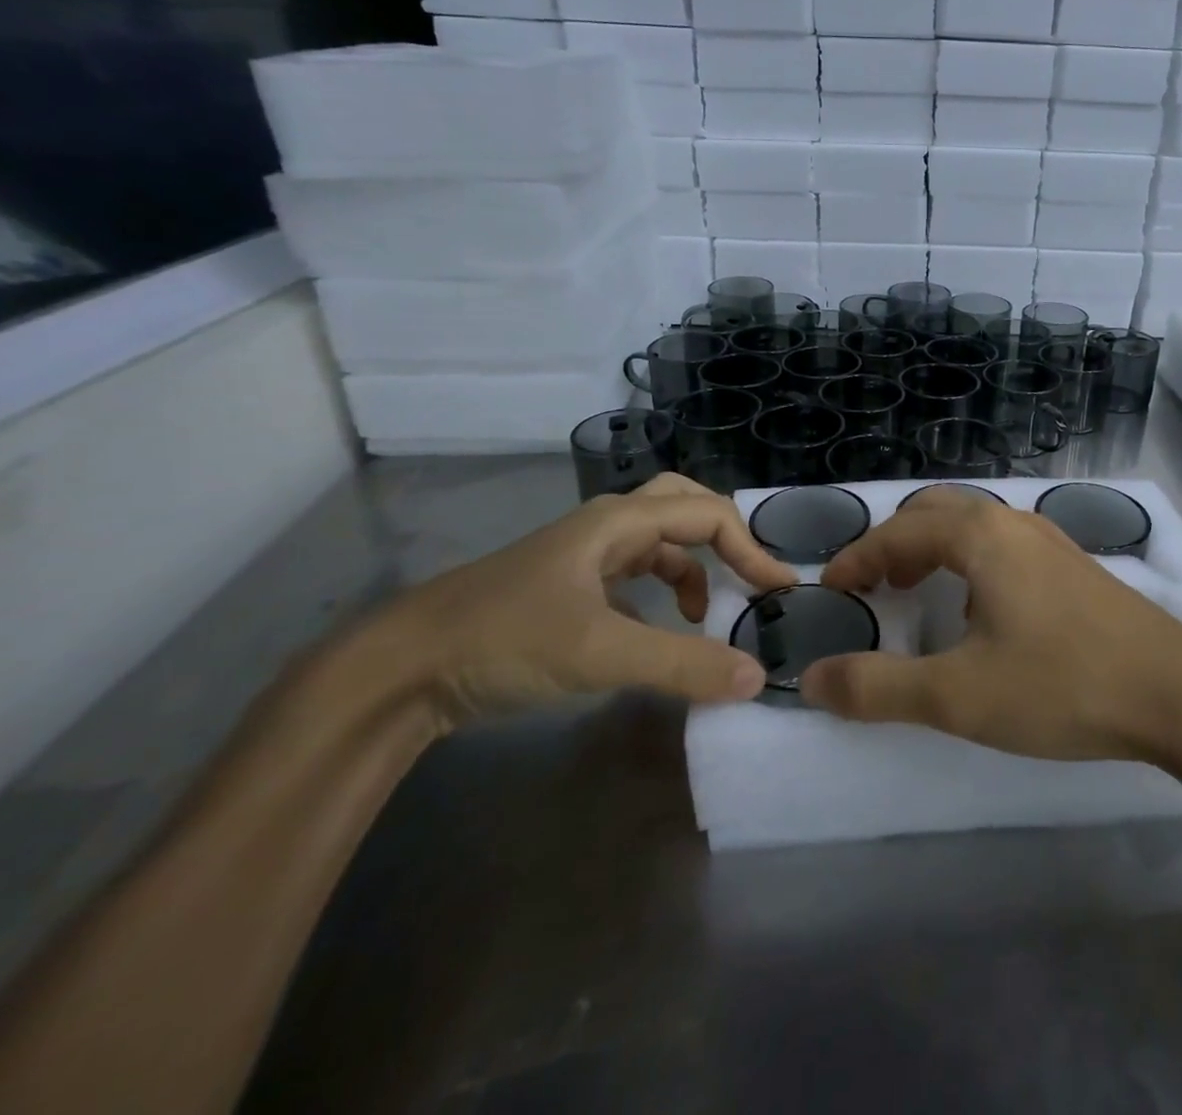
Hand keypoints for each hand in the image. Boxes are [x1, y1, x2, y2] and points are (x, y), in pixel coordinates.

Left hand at [371, 474, 796, 729]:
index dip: (751, 549)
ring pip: (656, 542)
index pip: (707, 516)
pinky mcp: (566, 587)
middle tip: (749, 575)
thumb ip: (682, 664)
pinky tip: (656, 629)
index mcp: (618, 521)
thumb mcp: (601, 652)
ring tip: (705, 612)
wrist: (402, 670)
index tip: (780, 591)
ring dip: (691, 566)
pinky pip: (631, 574)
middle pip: (682, 506)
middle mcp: (605, 527)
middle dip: (723, 536)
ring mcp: (582, 556)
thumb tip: (757, 676)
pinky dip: (659, 592)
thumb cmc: (505, 641)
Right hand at [804, 488, 1181, 760]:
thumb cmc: (1061, 684)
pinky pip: (1005, 544)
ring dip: (935, 549)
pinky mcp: (1076, 567)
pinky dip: (971, 561)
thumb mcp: (957, 696)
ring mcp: (1051, 541)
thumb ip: (878, 688)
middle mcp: (1014, 522)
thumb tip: (812, 679)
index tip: (830, 591)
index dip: (856, 559)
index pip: (897, 533)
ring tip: (919, 592)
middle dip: (895, 544)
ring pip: (975, 524)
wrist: (1177, 694)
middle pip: (935, 512)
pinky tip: (983, 612)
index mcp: (980, 534)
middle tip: (875, 587)